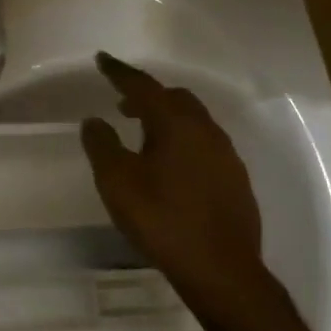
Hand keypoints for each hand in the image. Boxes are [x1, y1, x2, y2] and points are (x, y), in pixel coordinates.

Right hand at [80, 52, 267, 321]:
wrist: (221, 270)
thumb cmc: (163, 220)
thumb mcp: (117, 182)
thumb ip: (102, 145)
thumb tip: (94, 120)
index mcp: (176, 123)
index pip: (143, 86)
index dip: (120, 72)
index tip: (102, 59)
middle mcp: (205, 130)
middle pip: (174, 98)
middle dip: (147, 96)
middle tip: (122, 105)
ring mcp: (226, 155)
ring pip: (193, 121)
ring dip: (167, 119)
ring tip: (144, 137)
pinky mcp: (236, 179)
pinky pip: (205, 145)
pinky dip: (184, 142)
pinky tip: (172, 168)